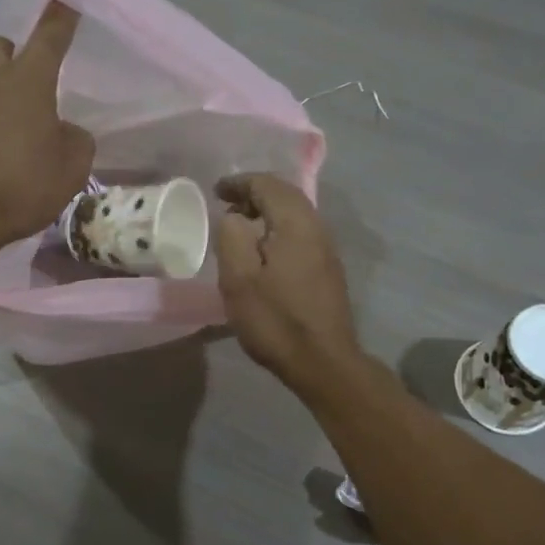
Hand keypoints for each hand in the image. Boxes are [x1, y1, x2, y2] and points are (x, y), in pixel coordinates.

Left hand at [0, 1, 95, 259]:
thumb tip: (65, 132)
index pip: (50, 37)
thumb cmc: (20, 187)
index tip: (65, 2)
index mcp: (28, 81)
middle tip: (26, 86)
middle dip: (14, 57)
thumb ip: (76, 141)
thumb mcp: (71, 171)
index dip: (60, 19)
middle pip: (1, 47)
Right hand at [214, 174, 360, 391]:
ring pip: (295, 214)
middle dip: (255, 193)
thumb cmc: (276, 320)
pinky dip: (278, 229)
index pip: (268, 185)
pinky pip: (300, 233)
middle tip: (227, 204)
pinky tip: (263, 250)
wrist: (322, 361)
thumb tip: (234, 217)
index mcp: (296, 224)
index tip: (216, 191)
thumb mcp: (239, 280)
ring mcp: (327, 249)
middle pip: (286, 195)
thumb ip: (231, 237)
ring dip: (267, 212)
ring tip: (240, 225)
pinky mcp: (328, 269)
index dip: (240, 183)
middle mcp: (317, 228)